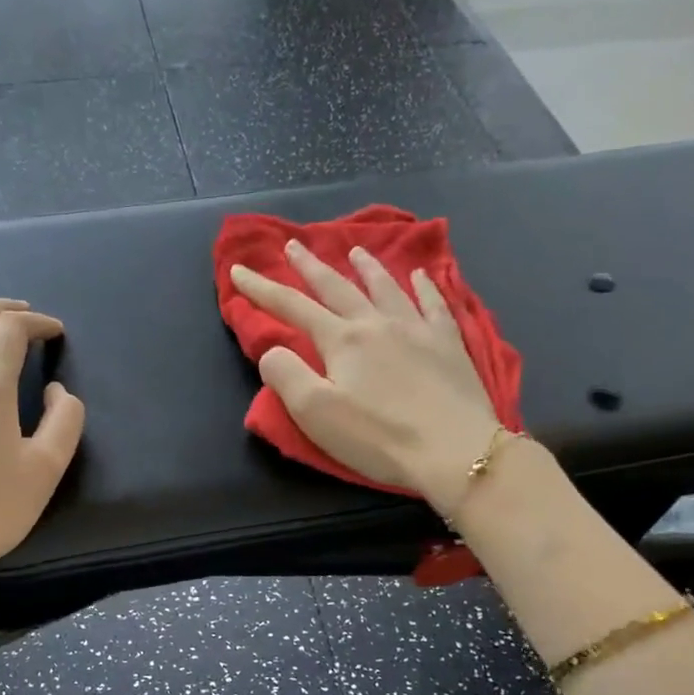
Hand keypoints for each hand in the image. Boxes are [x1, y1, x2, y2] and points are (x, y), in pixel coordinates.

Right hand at [229, 242, 501, 511]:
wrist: (455, 450)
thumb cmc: (378, 437)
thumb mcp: (316, 413)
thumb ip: (286, 376)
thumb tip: (271, 351)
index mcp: (342, 340)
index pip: (292, 307)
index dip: (262, 289)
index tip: (238, 271)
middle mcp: (377, 323)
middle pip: (337, 287)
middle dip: (311, 266)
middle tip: (294, 244)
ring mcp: (417, 329)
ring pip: (386, 288)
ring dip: (367, 267)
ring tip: (355, 250)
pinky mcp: (449, 345)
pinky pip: (434, 304)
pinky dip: (425, 286)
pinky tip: (422, 275)